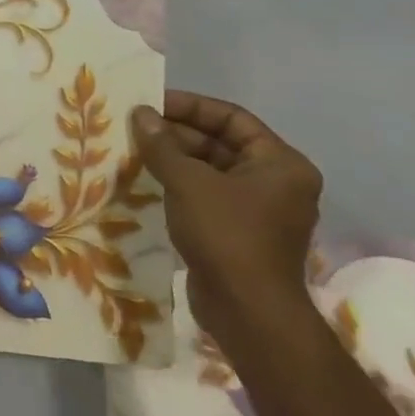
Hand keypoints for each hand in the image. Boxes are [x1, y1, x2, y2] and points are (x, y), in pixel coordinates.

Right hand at [131, 92, 322, 345]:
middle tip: (135, 126)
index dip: (190, 106)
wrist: (247, 313)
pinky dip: (179, 185)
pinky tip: (146, 180)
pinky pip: (207, 195)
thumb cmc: (226, 235)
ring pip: (211, 170)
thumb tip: (140, 113)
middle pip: (221, 143)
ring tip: (133, 149)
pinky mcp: (240, 232)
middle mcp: (277, 182)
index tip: (150, 103)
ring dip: (174, 159)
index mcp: (281, 163)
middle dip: (177, 133)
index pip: (232, 117)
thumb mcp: (188, 182)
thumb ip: (162, 144)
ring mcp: (259, 210)